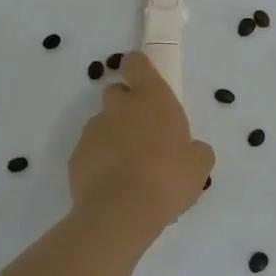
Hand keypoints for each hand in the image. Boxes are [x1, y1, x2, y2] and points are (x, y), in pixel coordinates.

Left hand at [69, 51, 214, 238]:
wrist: (121, 212)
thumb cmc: (168, 178)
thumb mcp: (199, 165)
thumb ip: (195, 150)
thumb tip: (192, 150)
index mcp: (152, 97)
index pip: (137, 63)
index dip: (138, 67)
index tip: (143, 80)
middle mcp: (120, 106)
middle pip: (116, 92)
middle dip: (126, 106)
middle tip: (142, 133)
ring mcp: (94, 130)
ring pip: (103, 123)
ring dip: (113, 136)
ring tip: (128, 168)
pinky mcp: (76, 156)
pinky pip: (90, 151)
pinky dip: (99, 161)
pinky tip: (113, 185)